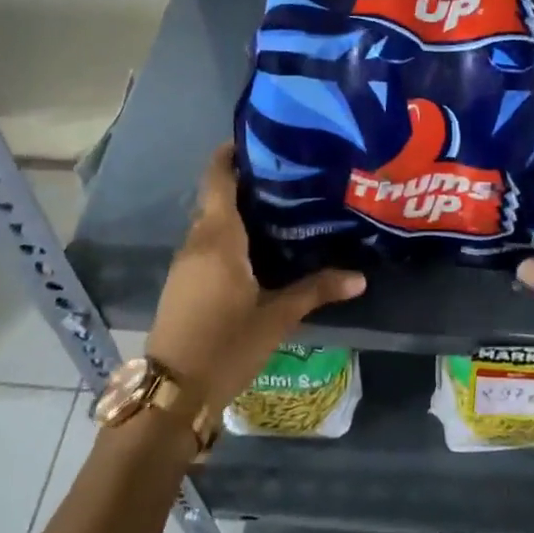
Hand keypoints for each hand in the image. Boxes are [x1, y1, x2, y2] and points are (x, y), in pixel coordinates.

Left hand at [146, 144, 365, 413]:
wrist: (172, 392)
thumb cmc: (226, 345)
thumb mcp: (275, 318)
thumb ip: (316, 291)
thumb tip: (360, 277)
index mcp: (218, 238)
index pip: (217, 179)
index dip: (230, 154)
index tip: (258, 139)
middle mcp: (197, 242)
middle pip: (216, 198)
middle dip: (246, 183)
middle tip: (289, 176)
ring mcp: (185, 263)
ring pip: (211, 223)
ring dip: (237, 211)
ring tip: (280, 207)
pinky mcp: (183, 282)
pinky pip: (207, 244)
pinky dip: (229, 235)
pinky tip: (257, 248)